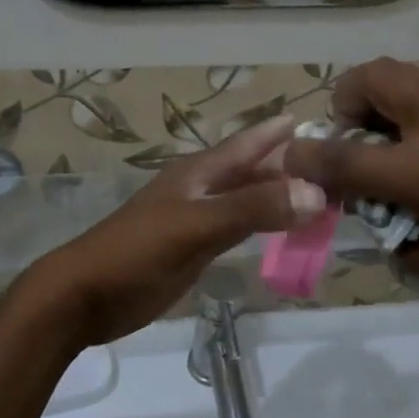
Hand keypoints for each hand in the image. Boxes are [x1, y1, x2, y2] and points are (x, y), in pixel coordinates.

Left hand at [32, 114, 327, 347]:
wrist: (84, 297)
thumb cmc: (136, 253)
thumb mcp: (195, 226)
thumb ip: (251, 208)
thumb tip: (314, 192)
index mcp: (197, 174)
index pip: (245, 144)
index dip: (276, 132)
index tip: (313, 119)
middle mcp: (200, 190)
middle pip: (250, 171)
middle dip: (288, 167)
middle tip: (333, 168)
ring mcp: (195, 221)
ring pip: (246, 200)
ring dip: (278, 197)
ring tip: (319, 197)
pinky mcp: (193, 250)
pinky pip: (238, 230)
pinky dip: (262, 226)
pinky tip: (280, 231)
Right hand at [283, 60, 418, 365]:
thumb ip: (382, 223)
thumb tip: (354, 200)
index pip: (347, 154)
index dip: (308, 157)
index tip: (289, 160)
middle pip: (378, 76)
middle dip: (347, 99)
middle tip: (350, 138)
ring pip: (408, 76)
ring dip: (379, 101)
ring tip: (381, 146)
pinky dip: (408, 112)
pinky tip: (418, 156)